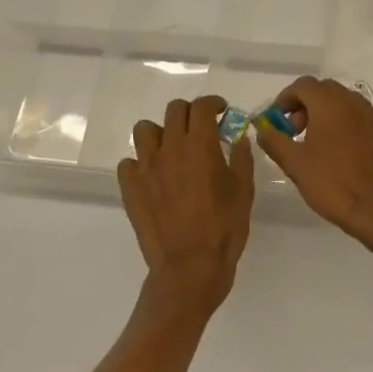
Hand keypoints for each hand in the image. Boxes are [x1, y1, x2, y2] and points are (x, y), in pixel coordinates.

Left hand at [117, 96, 254, 315]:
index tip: (222, 112)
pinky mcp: (130, 188)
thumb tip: (238, 137)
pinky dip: (140, 164)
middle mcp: (170, 148)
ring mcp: (146, 167)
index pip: (202, 107)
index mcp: (200, 144)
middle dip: (190, 113)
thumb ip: (241, 157)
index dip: (213, 104)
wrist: (190, 267)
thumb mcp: (244, 190)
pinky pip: (128, 163)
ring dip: (161, 133)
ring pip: (145, 130)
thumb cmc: (224, 227)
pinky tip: (154, 176)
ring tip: (173, 149)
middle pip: (174, 111)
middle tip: (201, 129)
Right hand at [253, 77, 372, 255]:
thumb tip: (262, 129)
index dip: (285, 99)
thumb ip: (275, 141)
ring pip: (345, 103)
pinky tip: (342, 154)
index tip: (277, 119)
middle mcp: (354, 102)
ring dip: (327, 114)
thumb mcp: (295, 164)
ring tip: (317, 143)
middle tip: (295, 130)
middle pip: (324, 90)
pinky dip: (346, 126)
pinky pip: (361, 120)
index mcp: (330, 104)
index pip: (303, 85)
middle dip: (305, 105)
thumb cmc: (333, 183)